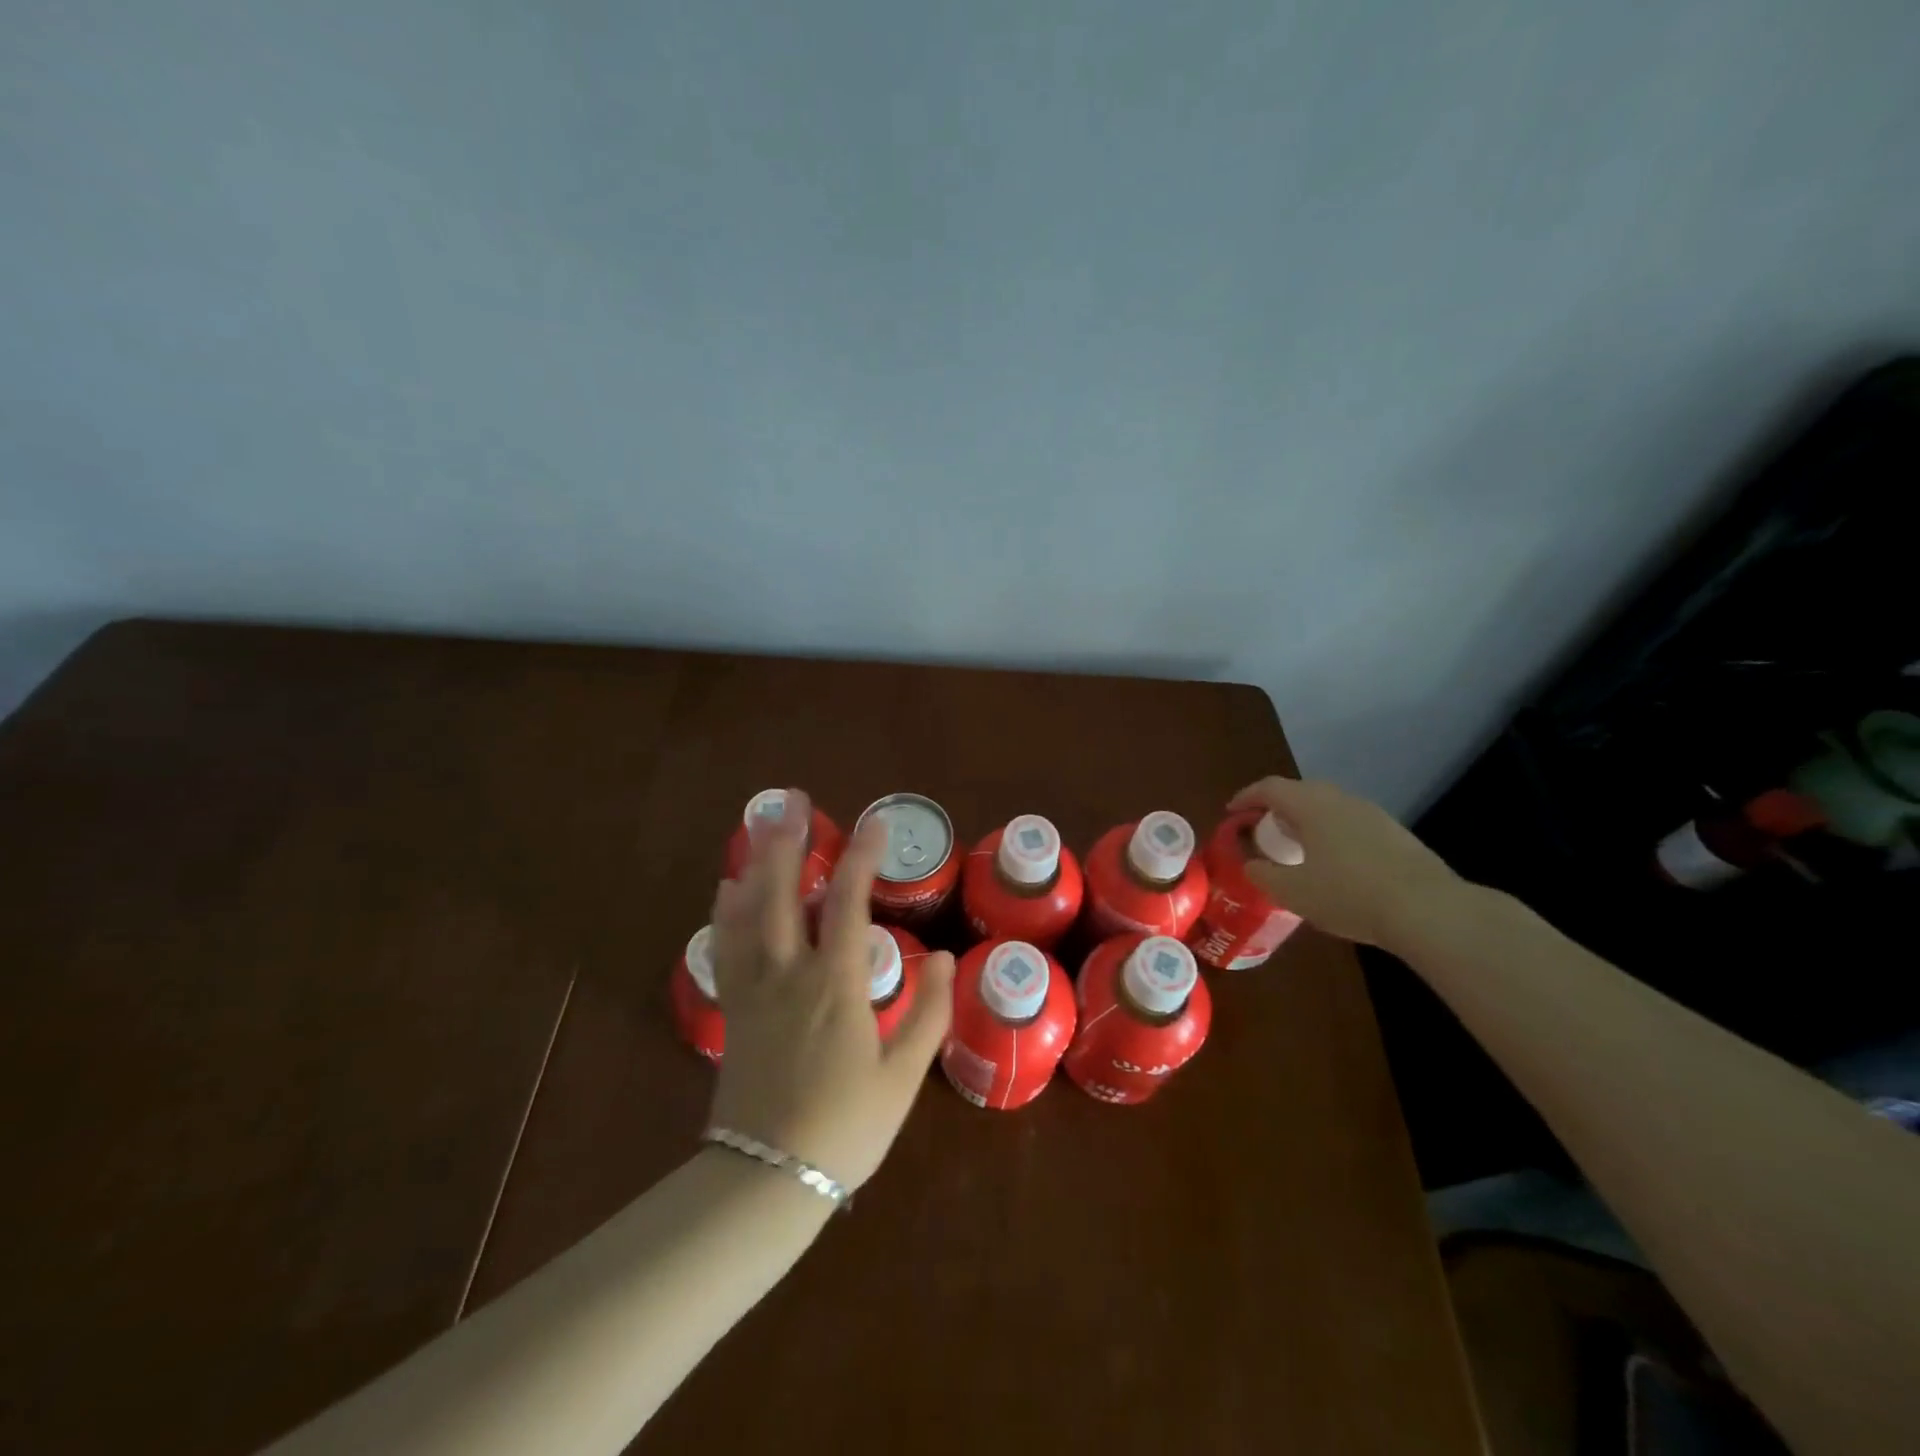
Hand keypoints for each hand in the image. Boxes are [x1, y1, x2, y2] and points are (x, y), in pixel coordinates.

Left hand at [707, 791, 954, 1190]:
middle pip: (784, 892)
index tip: (876, 823)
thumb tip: (949, 960)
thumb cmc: (846, 1127)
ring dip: (755, 863)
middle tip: (792, 800)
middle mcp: (789, 973)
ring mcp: (754, 988)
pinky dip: (727, 909)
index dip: (863, 857)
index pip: (849, 903)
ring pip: (748, 911)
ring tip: (759, 826)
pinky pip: (725, 945)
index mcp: (836, 984)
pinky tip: (729, 887)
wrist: (768, 1177)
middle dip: (789, 840)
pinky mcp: (733, 1008)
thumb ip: (928, 1013)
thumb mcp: (902, 1075)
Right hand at [1228, 776, 1461, 948]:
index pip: (1269, 788)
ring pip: (1328, 806)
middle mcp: (1340, 799)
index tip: (1232, 812)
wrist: (1428, 910)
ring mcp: (1372, 814)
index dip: (1246, 797)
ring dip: (1306, 820)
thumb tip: (1251, 864)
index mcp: (1310, 805)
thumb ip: (1264, 875)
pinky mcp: (1394, 833)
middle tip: (1262, 829)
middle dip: (1276, 807)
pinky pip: (1350, 823)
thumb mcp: (1293, 892)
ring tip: (1295, 847)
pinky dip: (1331, 833)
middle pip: (1300, 792)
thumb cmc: (1349, 895)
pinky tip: (1333, 863)